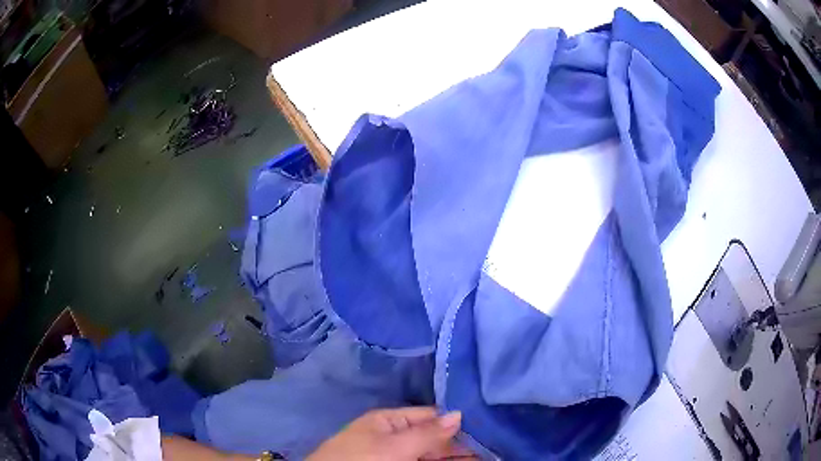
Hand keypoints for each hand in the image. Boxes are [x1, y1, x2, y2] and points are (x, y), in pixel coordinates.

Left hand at [306, 407, 473, 460]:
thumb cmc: (360, 460)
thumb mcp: (393, 446)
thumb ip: (427, 433)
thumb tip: (459, 413)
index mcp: (388, 421)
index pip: (430, 416)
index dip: (457, 421)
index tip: (488, 425)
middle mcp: (394, 436)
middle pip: (434, 437)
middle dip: (462, 442)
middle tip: (495, 446)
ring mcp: (396, 455)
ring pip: (432, 454)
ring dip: (456, 456)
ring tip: (488, 456)